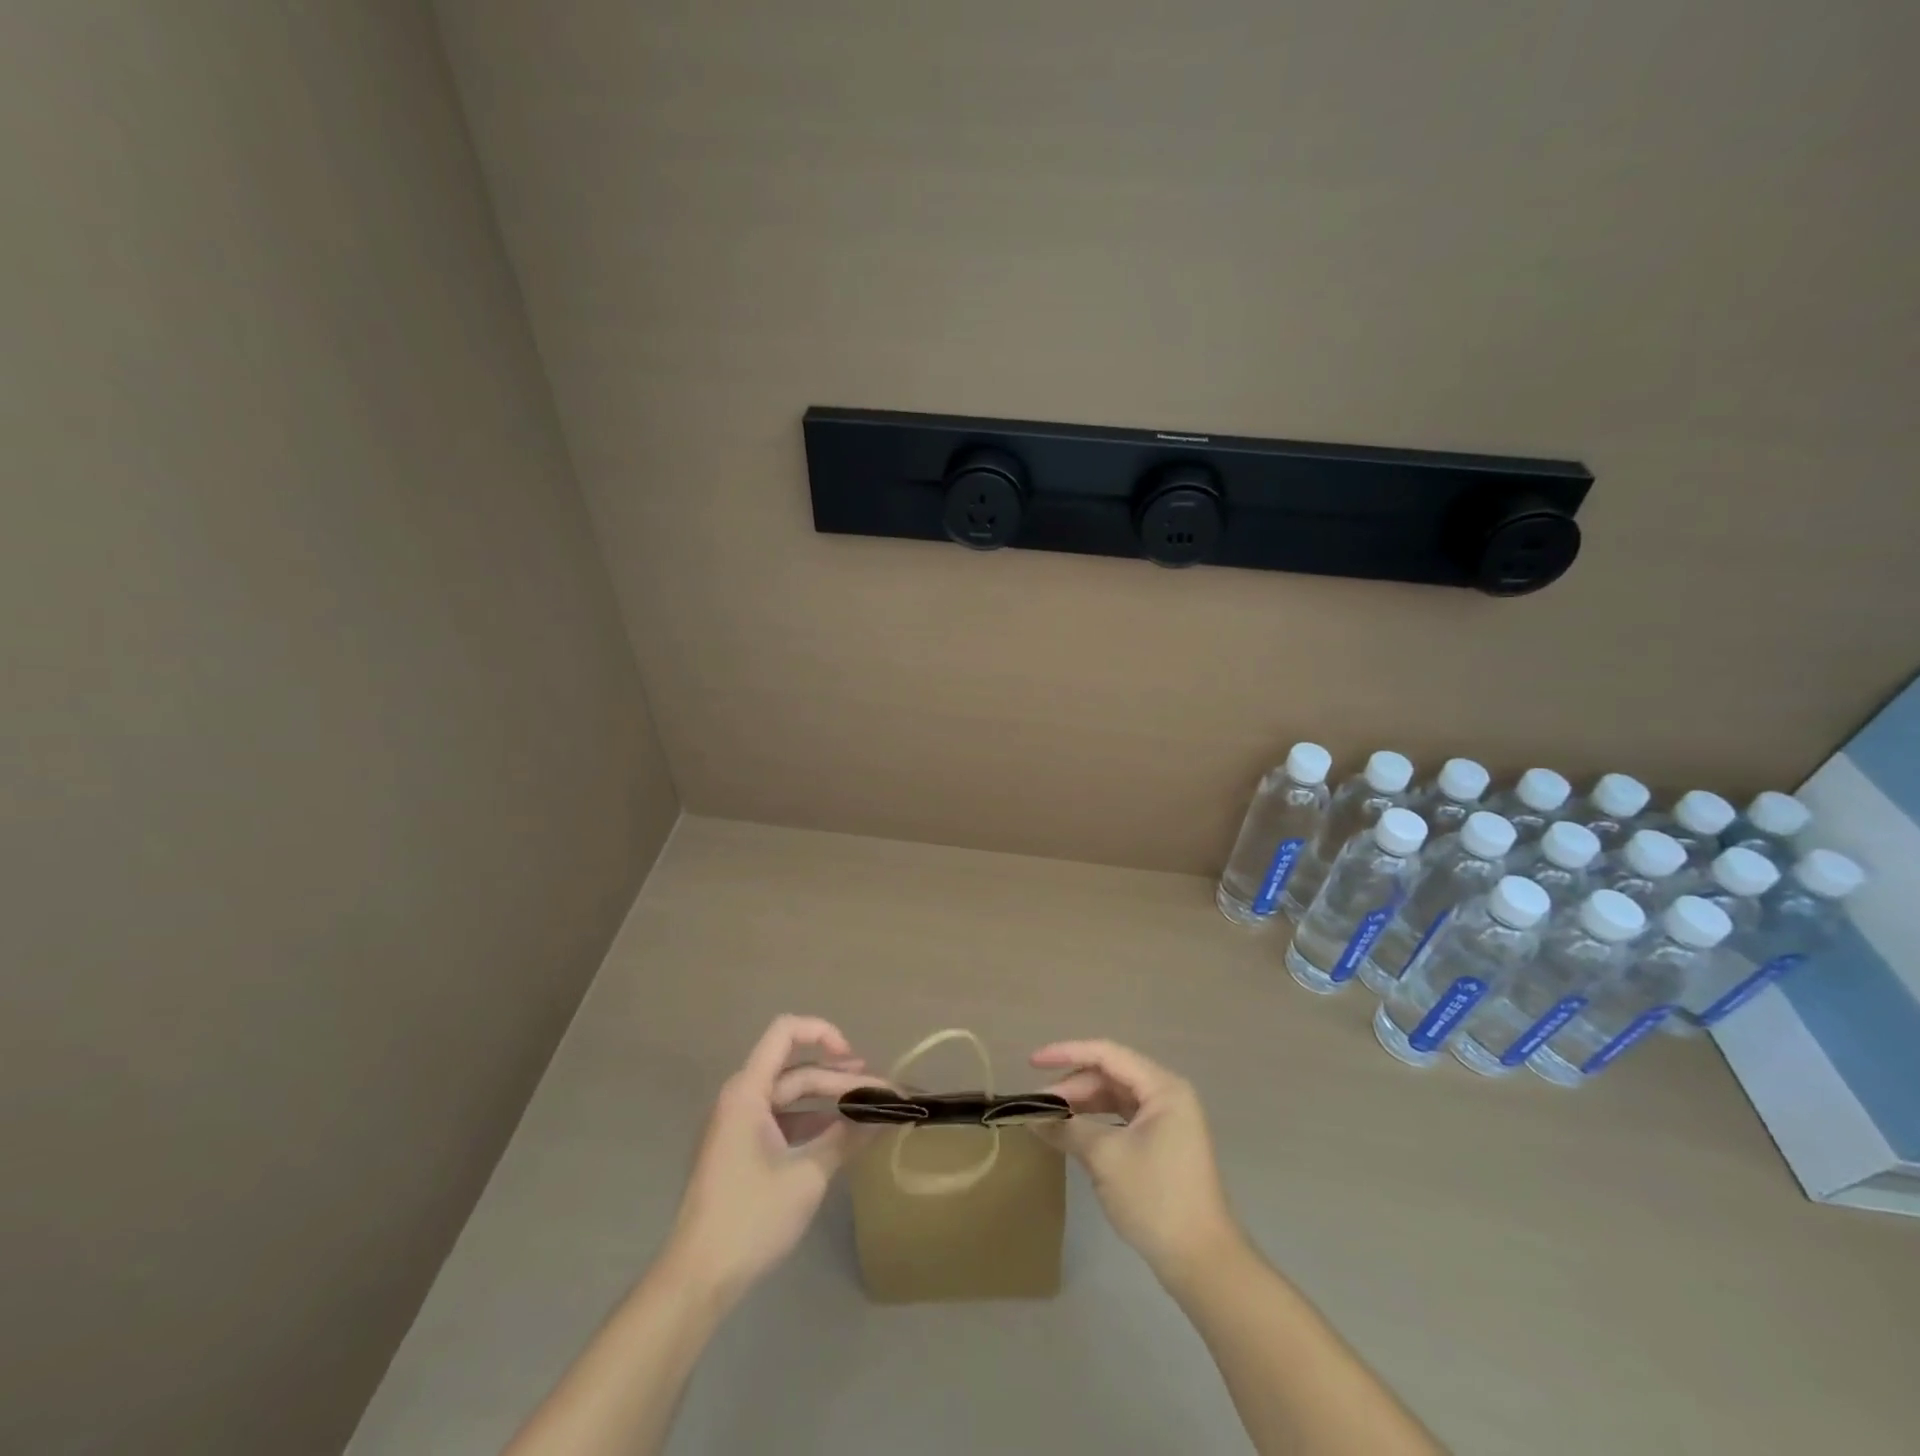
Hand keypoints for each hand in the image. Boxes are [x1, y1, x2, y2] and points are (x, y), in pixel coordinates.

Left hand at [664, 1015, 882, 1303]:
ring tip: (868, 1109)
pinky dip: (813, 1123)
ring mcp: (740, 1125)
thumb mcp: (807, 1176)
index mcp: (748, 1091)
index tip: (855, 1061)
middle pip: (796, 1070)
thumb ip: (847, 1138)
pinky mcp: (742, 1150)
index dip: (823, 1033)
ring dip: (829, 1100)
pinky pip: (783, 1120)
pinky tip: (841, 1137)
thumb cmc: (750, 1218)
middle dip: (840, 1078)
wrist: (697, 1280)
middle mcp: (741, 1098)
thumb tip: (885, 1114)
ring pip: (792, 1096)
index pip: (786, 1032)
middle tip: (883, 1094)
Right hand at [1031, 1039, 1241, 1280]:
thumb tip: (1031, 1116)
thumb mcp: (1105, 1158)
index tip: (1032, 1062)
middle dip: (1073, 1086)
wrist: (1202, 1262)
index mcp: (1162, 1088)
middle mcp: (1167, 1095)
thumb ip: (1067, 1128)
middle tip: (1038, 1104)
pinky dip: (1096, 1122)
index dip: (1066, 1053)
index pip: (1106, 1054)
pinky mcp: (1162, 1144)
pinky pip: (1122, 1118)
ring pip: (1115, 1097)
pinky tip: (1073, 1132)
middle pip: (1110, 1075)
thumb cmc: (1156, 1198)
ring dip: (1082, 1104)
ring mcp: (1167, 1120)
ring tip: (1050, 1117)